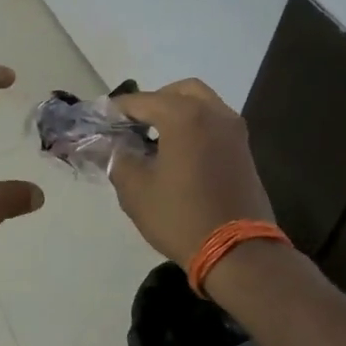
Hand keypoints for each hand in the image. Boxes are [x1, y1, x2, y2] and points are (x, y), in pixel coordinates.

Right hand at [109, 79, 275, 265]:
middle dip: (154, 102)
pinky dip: (195, 127)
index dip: (117, 110)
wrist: (239, 253)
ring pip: (202, 104)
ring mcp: (234, 131)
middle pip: (179, 91)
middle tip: (134, 125)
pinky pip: (215, 124)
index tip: (101, 120)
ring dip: (178, 113)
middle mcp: (213, 113)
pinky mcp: (244, 151)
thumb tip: (111, 145)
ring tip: (156, 140)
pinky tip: (179, 154)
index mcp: (184, 116)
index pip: (141, 101)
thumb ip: (117, 158)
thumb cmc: (181, 216)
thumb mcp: (135, 189)